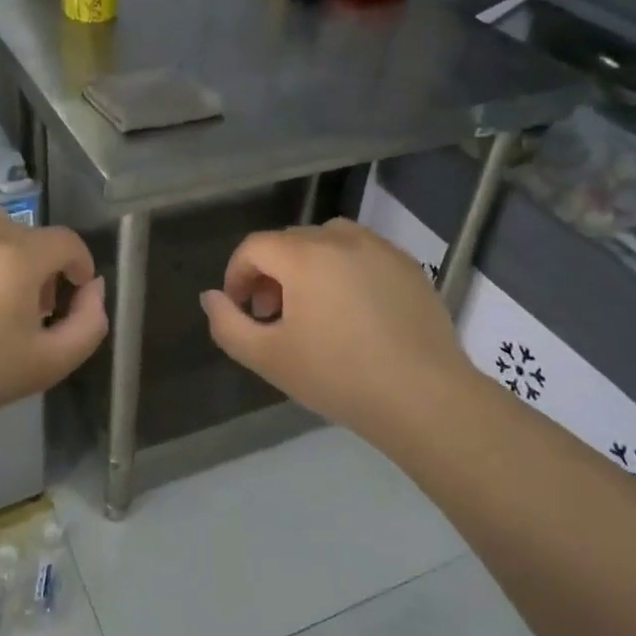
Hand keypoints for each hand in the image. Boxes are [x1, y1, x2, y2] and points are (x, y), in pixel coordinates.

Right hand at [200, 219, 470, 444]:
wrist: (424, 397)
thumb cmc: (338, 377)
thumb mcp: (268, 358)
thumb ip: (227, 324)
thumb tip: (212, 297)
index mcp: (304, 256)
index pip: (254, 247)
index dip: (236, 275)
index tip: (239, 309)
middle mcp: (342, 239)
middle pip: (290, 241)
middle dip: (270, 273)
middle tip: (271, 316)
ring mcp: (381, 249)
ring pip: (328, 241)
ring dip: (307, 266)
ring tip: (312, 308)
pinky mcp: (409, 266)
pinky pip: (364, 254)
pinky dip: (345, 270)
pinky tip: (354, 312)